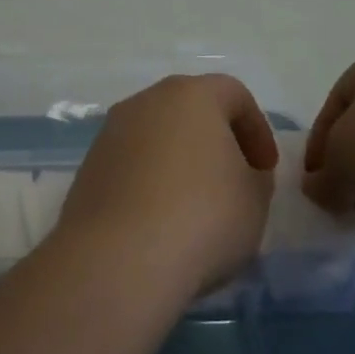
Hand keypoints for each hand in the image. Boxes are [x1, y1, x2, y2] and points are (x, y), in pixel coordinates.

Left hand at [55, 74, 278, 300]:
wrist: (118, 258)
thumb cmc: (202, 216)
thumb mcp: (255, 199)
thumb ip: (255, 176)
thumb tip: (240, 171)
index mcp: (191, 94)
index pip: (234, 94)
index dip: (257, 130)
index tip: (266, 170)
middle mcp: (146, 102)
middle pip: (190, 110)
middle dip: (215, 140)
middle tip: (233, 181)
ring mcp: (110, 133)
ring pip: (156, 136)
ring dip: (179, 161)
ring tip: (195, 206)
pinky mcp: (89, 167)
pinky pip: (131, 165)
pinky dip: (149, 182)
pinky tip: (160, 220)